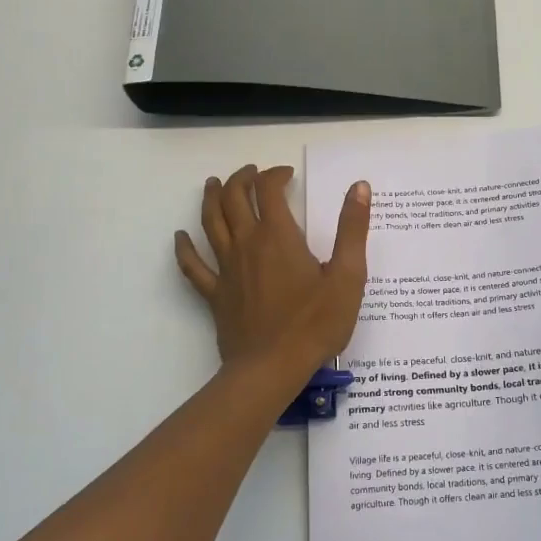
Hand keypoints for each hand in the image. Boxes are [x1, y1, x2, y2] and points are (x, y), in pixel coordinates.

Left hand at [174, 164, 370, 376]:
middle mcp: (247, 244)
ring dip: (210, 198)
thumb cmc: (315, 323)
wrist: (272, 367)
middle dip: (241, 179)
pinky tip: (180, 237)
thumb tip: (359, 187)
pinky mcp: (215, 294)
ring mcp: (226, 269)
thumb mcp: (347, 276)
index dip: (276, 175)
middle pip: (233, 199)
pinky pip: (193, 266)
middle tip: (251, 172)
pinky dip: (185, 248)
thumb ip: (352, 230)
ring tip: (212, 184)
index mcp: (279, 237)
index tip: (287, 174)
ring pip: (210, 223)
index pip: (269, 191)